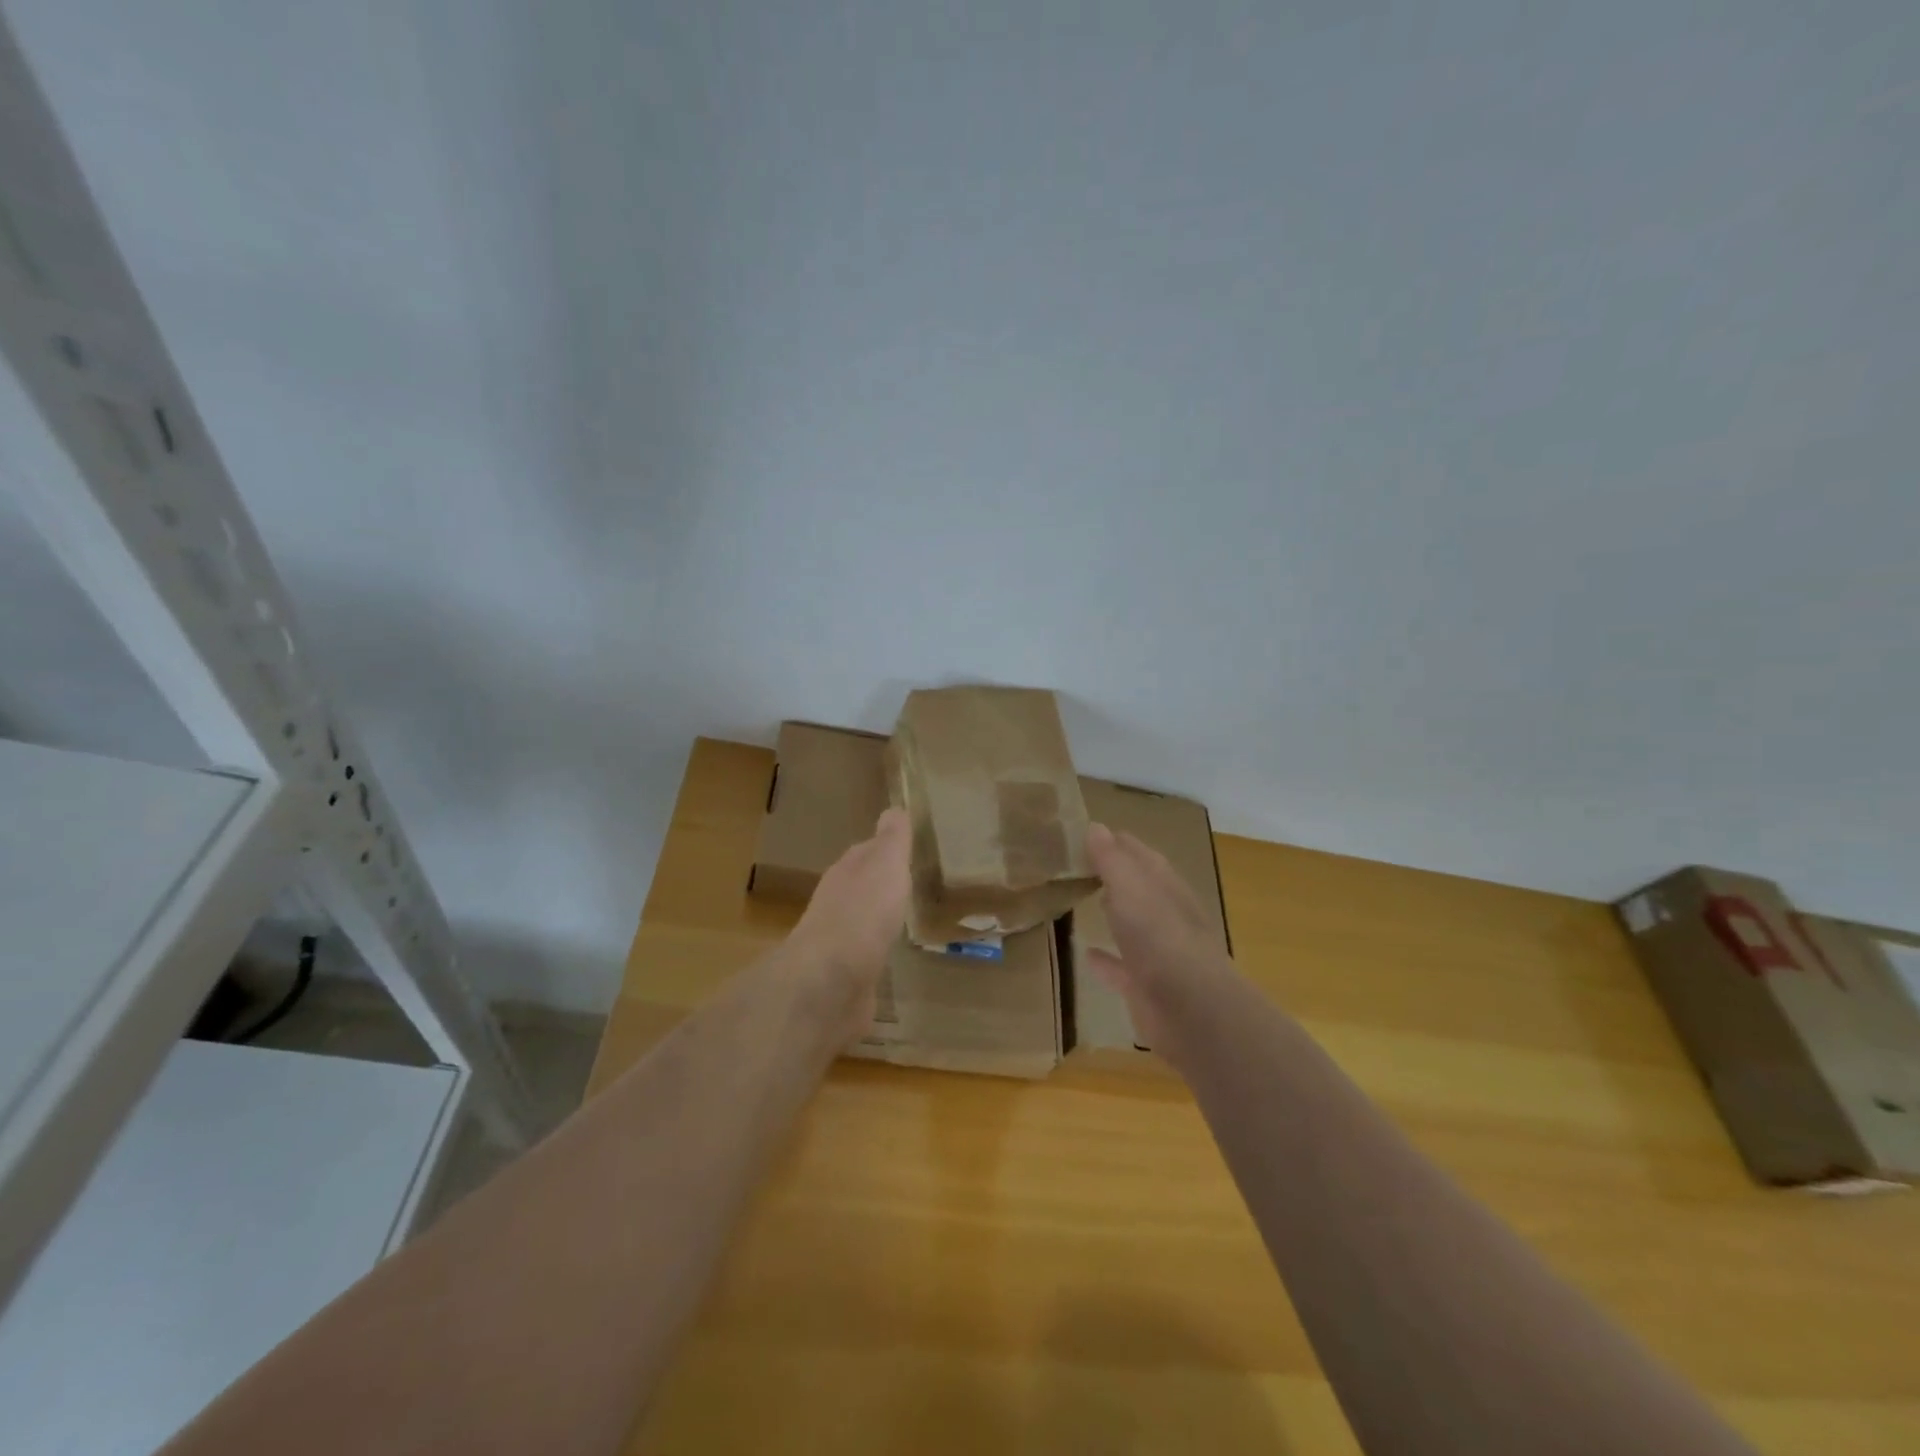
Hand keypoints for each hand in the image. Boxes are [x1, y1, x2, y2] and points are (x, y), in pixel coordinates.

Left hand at [789, 808, 910, 1040]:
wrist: (831, 980)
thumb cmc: (863, 912)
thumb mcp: (886, 863)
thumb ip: (892, 839)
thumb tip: (894, 808)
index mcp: (847, 872)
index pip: (864, 852)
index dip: (883, 848)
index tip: (903, 848)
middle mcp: (837, 903)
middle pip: (860, 886)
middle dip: (879, 883)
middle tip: (907, 882)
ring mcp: (838, 942)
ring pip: (861, 921)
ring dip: (877, 918)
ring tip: (902, 918)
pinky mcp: (844, 977)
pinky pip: (864, 956)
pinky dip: (876, 951)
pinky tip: (890, 956)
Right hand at [1083, 821, 1233, 1053]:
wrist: (1191, 1009)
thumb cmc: (1159, 936)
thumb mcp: (1130, 887)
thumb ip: (1112, 859)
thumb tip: (1095, 827)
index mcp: (1164, 886)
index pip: (1139, 854)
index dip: (1115, 842)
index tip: (1086, 834)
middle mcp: (1165, 915)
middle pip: (1138, 887)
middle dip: (1115, 874)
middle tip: (1080, 863)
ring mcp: (1158, 952)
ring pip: (1132, 925)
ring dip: (1114, 912)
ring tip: (1084, 899)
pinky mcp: (1146, 987)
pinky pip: (1121, 967)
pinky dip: (1106, 960)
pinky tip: (1086, 954)